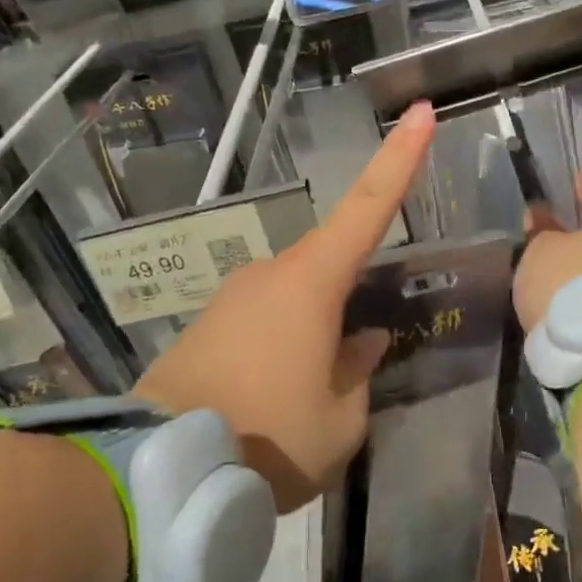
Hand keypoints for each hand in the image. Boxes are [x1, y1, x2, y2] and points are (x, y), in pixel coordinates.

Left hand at [136, 102, 435, 510]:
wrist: (159, 468)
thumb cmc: (269, 437)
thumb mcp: (340, 419)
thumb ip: (359, 371)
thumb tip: (361, 340)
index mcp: (312, 283)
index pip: (368, 207)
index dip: (400, 159)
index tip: (421, 112)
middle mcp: (270, 274)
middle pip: (330, 263)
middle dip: (353, 297)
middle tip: (359, 358)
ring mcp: (231, 297)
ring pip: (296, 298)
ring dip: (316, 333)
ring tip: (314, 398)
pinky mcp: (205, 325)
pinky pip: (264, 321)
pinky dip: (284, 346)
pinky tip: (280, 395)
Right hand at [514, 174, 581, 333]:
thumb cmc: (570, 283)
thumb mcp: (541, 249)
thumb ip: (541, 229)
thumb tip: (542, 216)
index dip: (569, 191)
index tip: (548, 192)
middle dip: (575, 232)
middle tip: (542, 233)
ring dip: (580, 263)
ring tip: (545, 267)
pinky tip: (559, 291)